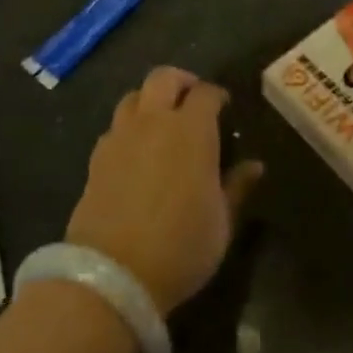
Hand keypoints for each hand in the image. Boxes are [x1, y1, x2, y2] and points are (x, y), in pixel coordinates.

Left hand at [66, 67, 262, 315]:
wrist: (112, 275)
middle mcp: (154, 121)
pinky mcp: (97, 157)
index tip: (224, 107)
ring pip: (133, 96)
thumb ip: (237, 187)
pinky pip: (115, 127)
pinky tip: (135, 152)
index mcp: (191, 129)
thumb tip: (255, 165)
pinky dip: (128, 129)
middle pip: (163, 77)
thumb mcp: (222, 222)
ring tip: (160, 122)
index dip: (217, 95)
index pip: (206, 93)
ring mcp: (121, 136)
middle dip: (180, 81)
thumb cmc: (180, 246)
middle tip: (191, 99)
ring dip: (149, 101)